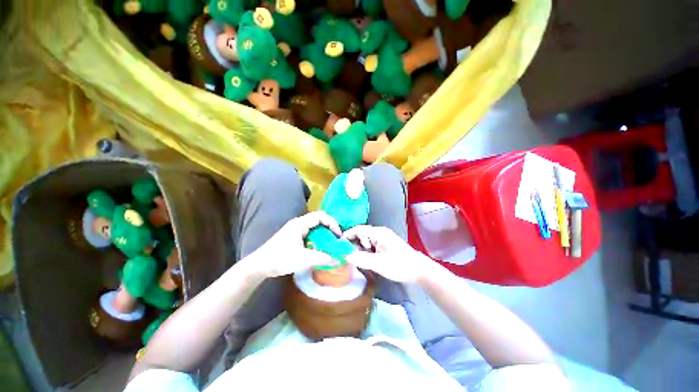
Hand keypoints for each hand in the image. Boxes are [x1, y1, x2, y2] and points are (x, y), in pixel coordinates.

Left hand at [242, 212, 341, 278]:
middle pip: (319, 220)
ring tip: (331, 244)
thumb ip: (322, 258)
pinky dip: (318, 239)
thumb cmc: (280, 259)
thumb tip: (338, 259)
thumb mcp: (303, 259)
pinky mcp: (294, 237)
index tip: (338, 235)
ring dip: (324, 234)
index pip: (321, 216)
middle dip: (330, 228)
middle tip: (337, 239)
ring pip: (315, 228)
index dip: (332, 223)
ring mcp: (295, 230)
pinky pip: (310, 234)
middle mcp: (299, 223)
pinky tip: (320, 248)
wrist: (259, 266)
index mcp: (300, 224)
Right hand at [344, 225, 436, 283]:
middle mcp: (380, 233)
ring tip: (355, 261)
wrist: (420, 271)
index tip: (338, 245)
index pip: (358, 230)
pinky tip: (365, 262)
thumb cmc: (399, 265)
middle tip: (346, 257)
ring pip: (366, 243)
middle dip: (353, 245)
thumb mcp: (378, 263)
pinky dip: (366, 253)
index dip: (347, 236)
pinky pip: (371, 247)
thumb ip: (360, 259)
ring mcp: (383, 240)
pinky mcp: (385, 247)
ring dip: (360, 251)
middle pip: (361, 236)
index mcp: (378, 233)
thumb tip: (343, 256)